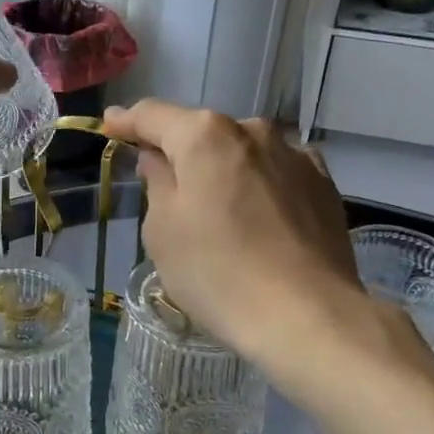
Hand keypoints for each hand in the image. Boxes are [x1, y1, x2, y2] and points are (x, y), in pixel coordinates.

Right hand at [100, 100, 374, 369]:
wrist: (308, 317)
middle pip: (202, 132)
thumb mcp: (163, 231)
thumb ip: (157, 182)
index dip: (126, 121)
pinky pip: (275, 172)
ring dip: (222, 167)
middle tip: (160, 179)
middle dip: (178, 149)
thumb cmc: (217, 272)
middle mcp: (253, 130)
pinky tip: (255, 214)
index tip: (109, 125)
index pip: (153, 116)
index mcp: (205, 136)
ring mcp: (295, 155)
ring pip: (242, 151)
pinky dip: (257, 183)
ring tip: (214, 204)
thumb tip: (158, 159)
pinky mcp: (324, 184)